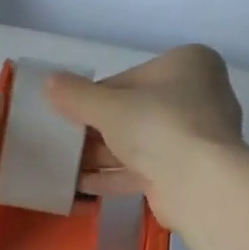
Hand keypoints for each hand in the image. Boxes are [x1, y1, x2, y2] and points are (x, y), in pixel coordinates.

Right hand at [44, 45, 243, 231]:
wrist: (199, 183)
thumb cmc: (157, 126)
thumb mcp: (107, 106)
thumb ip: (76, 95)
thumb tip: (49, 83)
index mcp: (188, 64)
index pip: (128, 79)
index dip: (94, 98)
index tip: (69, 114)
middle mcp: (198, 96)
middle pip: (134, 111)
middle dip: (97, 131)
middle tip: (64, 142)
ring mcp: (196, 137)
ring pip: (139, 143)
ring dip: (101, 156)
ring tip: (66, 167)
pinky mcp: (189, 171)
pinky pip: (145, 168)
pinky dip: (115, 175)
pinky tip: (82, 185)